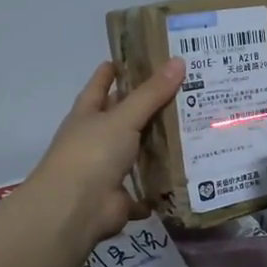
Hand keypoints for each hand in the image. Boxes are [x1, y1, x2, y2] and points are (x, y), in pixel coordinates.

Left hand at [27, 58, 183, 244]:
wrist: (75, 209)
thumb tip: (179, 60)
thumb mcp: (123, 118)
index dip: (113, 71)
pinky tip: (182, 177)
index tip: (133, 58)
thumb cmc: (92, 153)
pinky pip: (144, 190)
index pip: (100, 85)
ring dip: (156, 147)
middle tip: (182, 91)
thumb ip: (152, 93)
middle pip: (122, 118)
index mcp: (88, 115)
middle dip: (146, 107)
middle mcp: (95, 139)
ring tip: (191, 130)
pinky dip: (157, 188)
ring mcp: (106, 170)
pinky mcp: (119, 197)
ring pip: (135, 153)